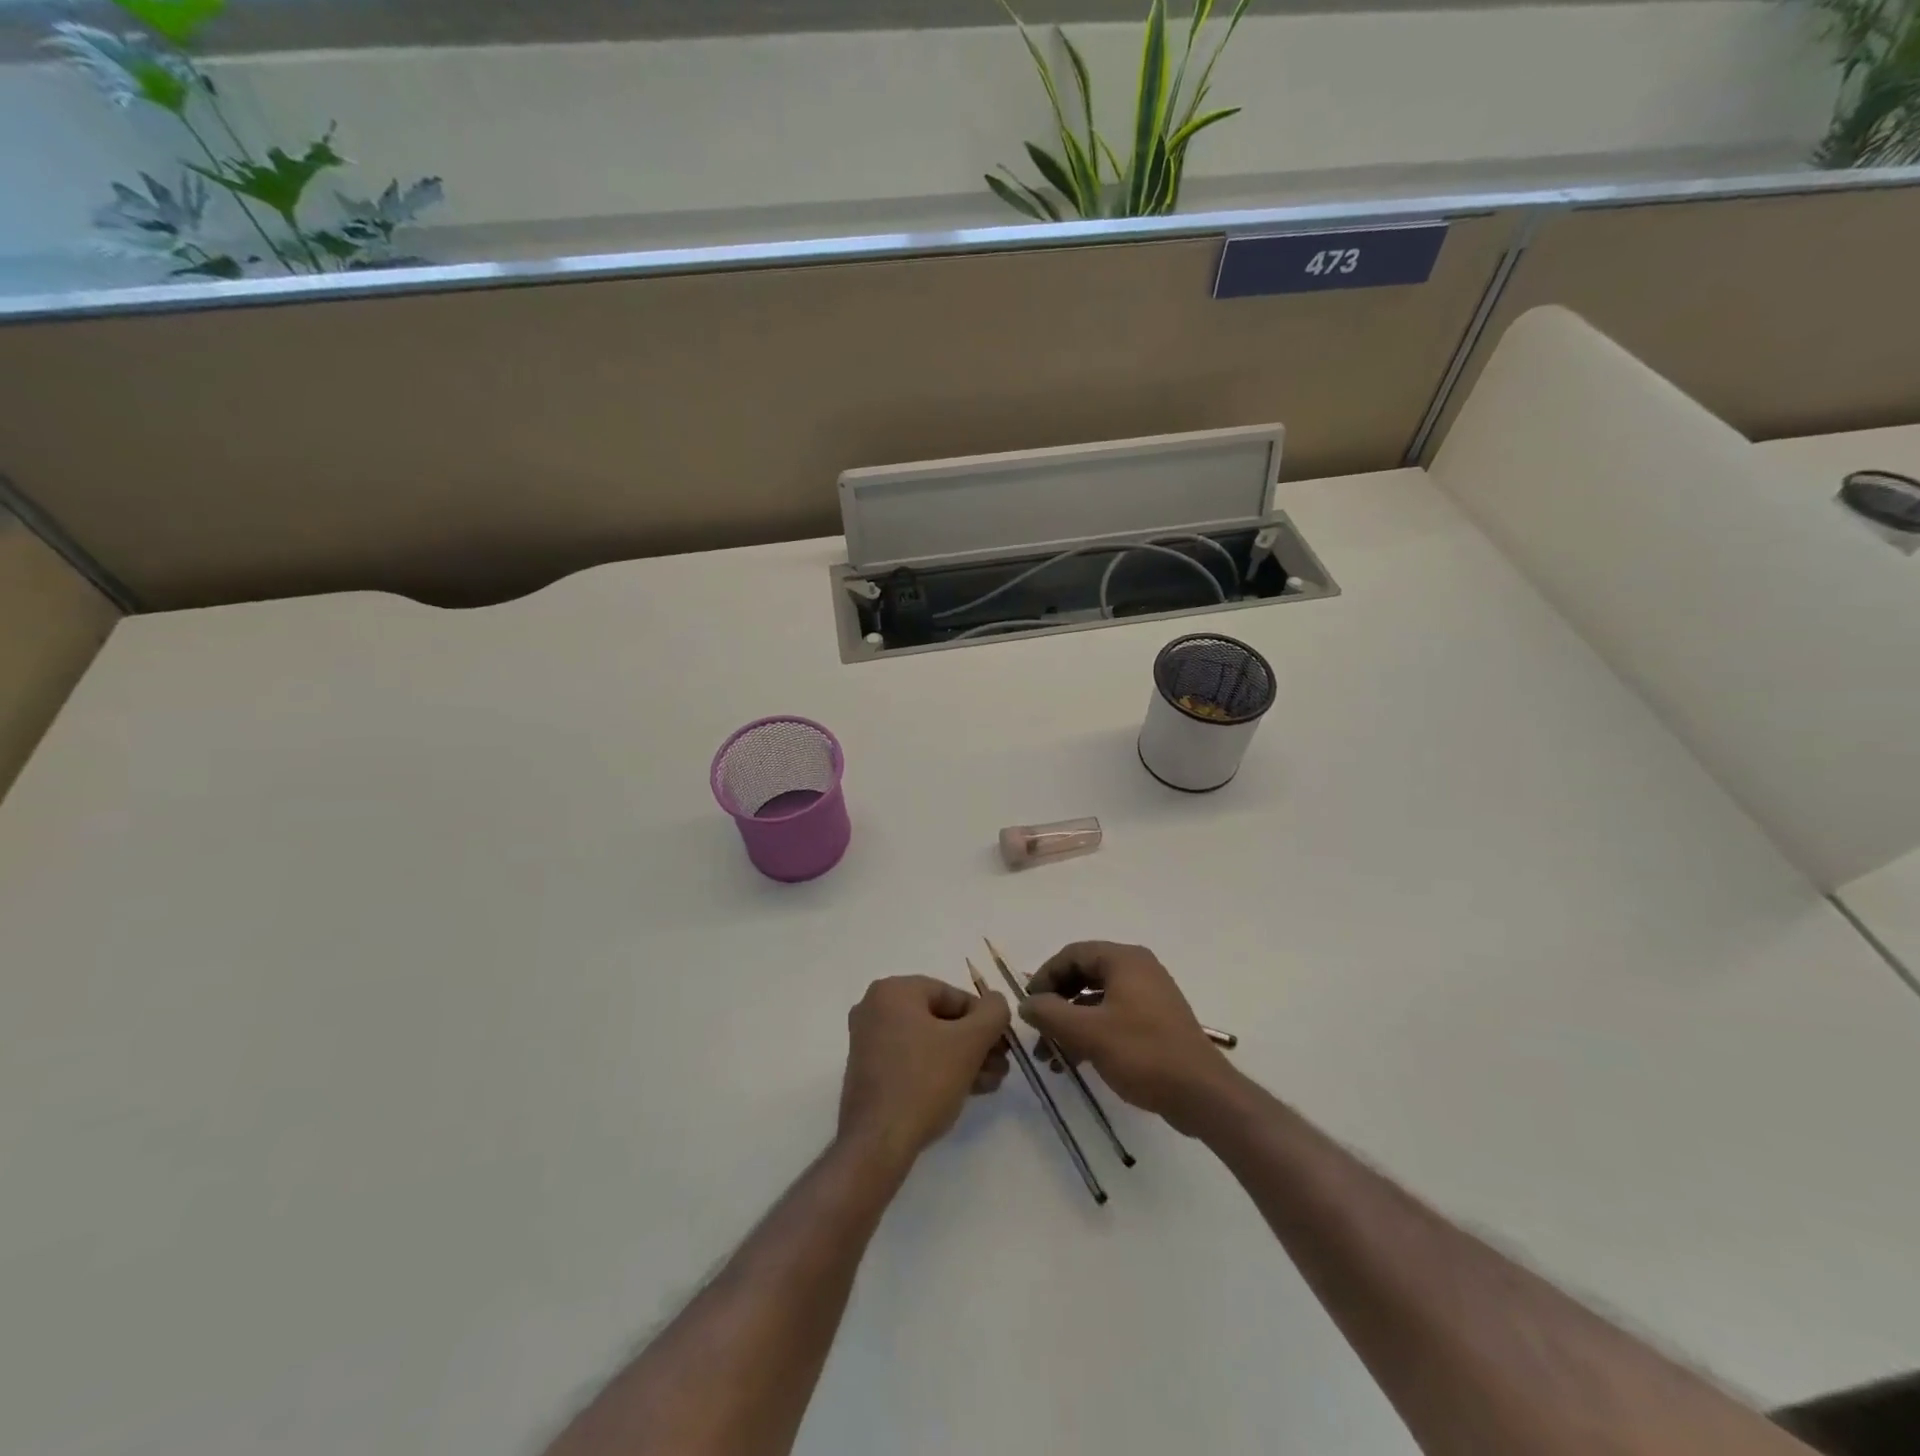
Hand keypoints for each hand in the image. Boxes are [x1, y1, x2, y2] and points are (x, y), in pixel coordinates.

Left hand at [838, 976, 1010, 1167]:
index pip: (952, 994)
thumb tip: (996, 1002)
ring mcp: (869, 1041)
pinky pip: (913, 1060)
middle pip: (940, 1019)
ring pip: (929, 1042)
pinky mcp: (870, 1072)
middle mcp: (875, 1009)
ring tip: (991, 1082)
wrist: (877, 1143)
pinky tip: (969, 1090)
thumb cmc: (924, 1082)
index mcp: (893, 991)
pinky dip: (940, 1070)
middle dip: (975, 1043)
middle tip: (1001, 1064)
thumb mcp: (969, 1043)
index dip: (984, 1018)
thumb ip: (993, 1014)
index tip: (1003, 1043)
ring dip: (964, 1059)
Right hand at [1021, 942, 1239, 1136]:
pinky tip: (1075, 1061)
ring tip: (1050, 1056)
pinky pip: (1113, 1016)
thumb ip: (1050, 1014)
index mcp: (1124, 960)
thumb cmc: (1143, 1053)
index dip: (1045, 976)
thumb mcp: (1088, 1033)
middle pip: (1084, 975)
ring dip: (1070, 1023)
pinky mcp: (1155, 1021)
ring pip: (1096, 999)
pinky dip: (1090, 1032)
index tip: (1028, 1004)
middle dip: (1056, 1003)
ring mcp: (1149, 995)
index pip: (1073, 954)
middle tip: (1037, 1031)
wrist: (1202, 1094)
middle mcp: (1138, 969)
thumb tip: (1025, 1004)